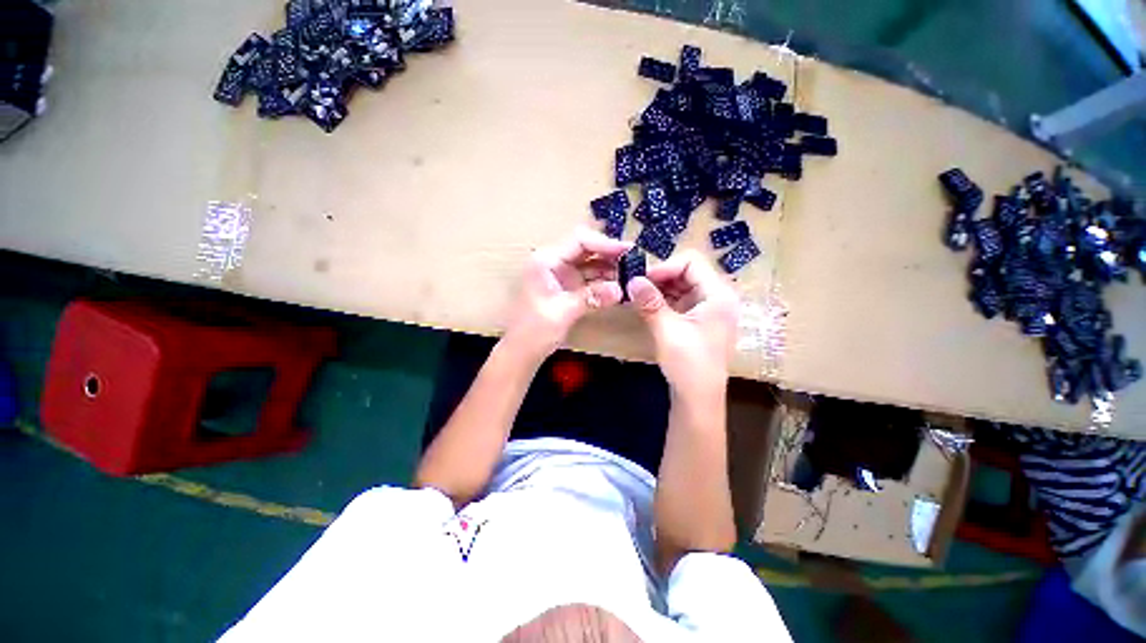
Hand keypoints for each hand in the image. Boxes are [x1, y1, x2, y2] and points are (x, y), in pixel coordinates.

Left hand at [504, 228, 632, 359]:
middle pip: (586, 249)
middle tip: (634, 262)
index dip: (605, 243)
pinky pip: (589, 279)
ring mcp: (561, 275)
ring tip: (631, 275)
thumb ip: (591, 297)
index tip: (628, 250)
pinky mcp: (567, 288)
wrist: (521, 352)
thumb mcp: (562, 312)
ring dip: (609, 268)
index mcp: (546, 260)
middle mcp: (553, 262)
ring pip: (590, 264)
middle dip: (610, 254)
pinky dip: (603, 282)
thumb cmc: (533, 331)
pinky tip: (619, 287)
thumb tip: (620, 289)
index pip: (579, 240)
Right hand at [627, 251, 738, 396]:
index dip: (664, 267)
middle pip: (687, 273)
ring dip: (660, 289)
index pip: (691, 262)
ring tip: (637, 297)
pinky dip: (663, 301)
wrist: (699, 399)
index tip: (641, 280)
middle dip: (660, 278)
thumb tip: (631, 279)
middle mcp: (718, 297)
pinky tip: (647, 307)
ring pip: (682, 287)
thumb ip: (650, 302)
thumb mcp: (667, 331)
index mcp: (719, 295)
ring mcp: (709, 310)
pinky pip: (680, 301)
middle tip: (635, 287)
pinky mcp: (699, 321)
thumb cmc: (689, 365)